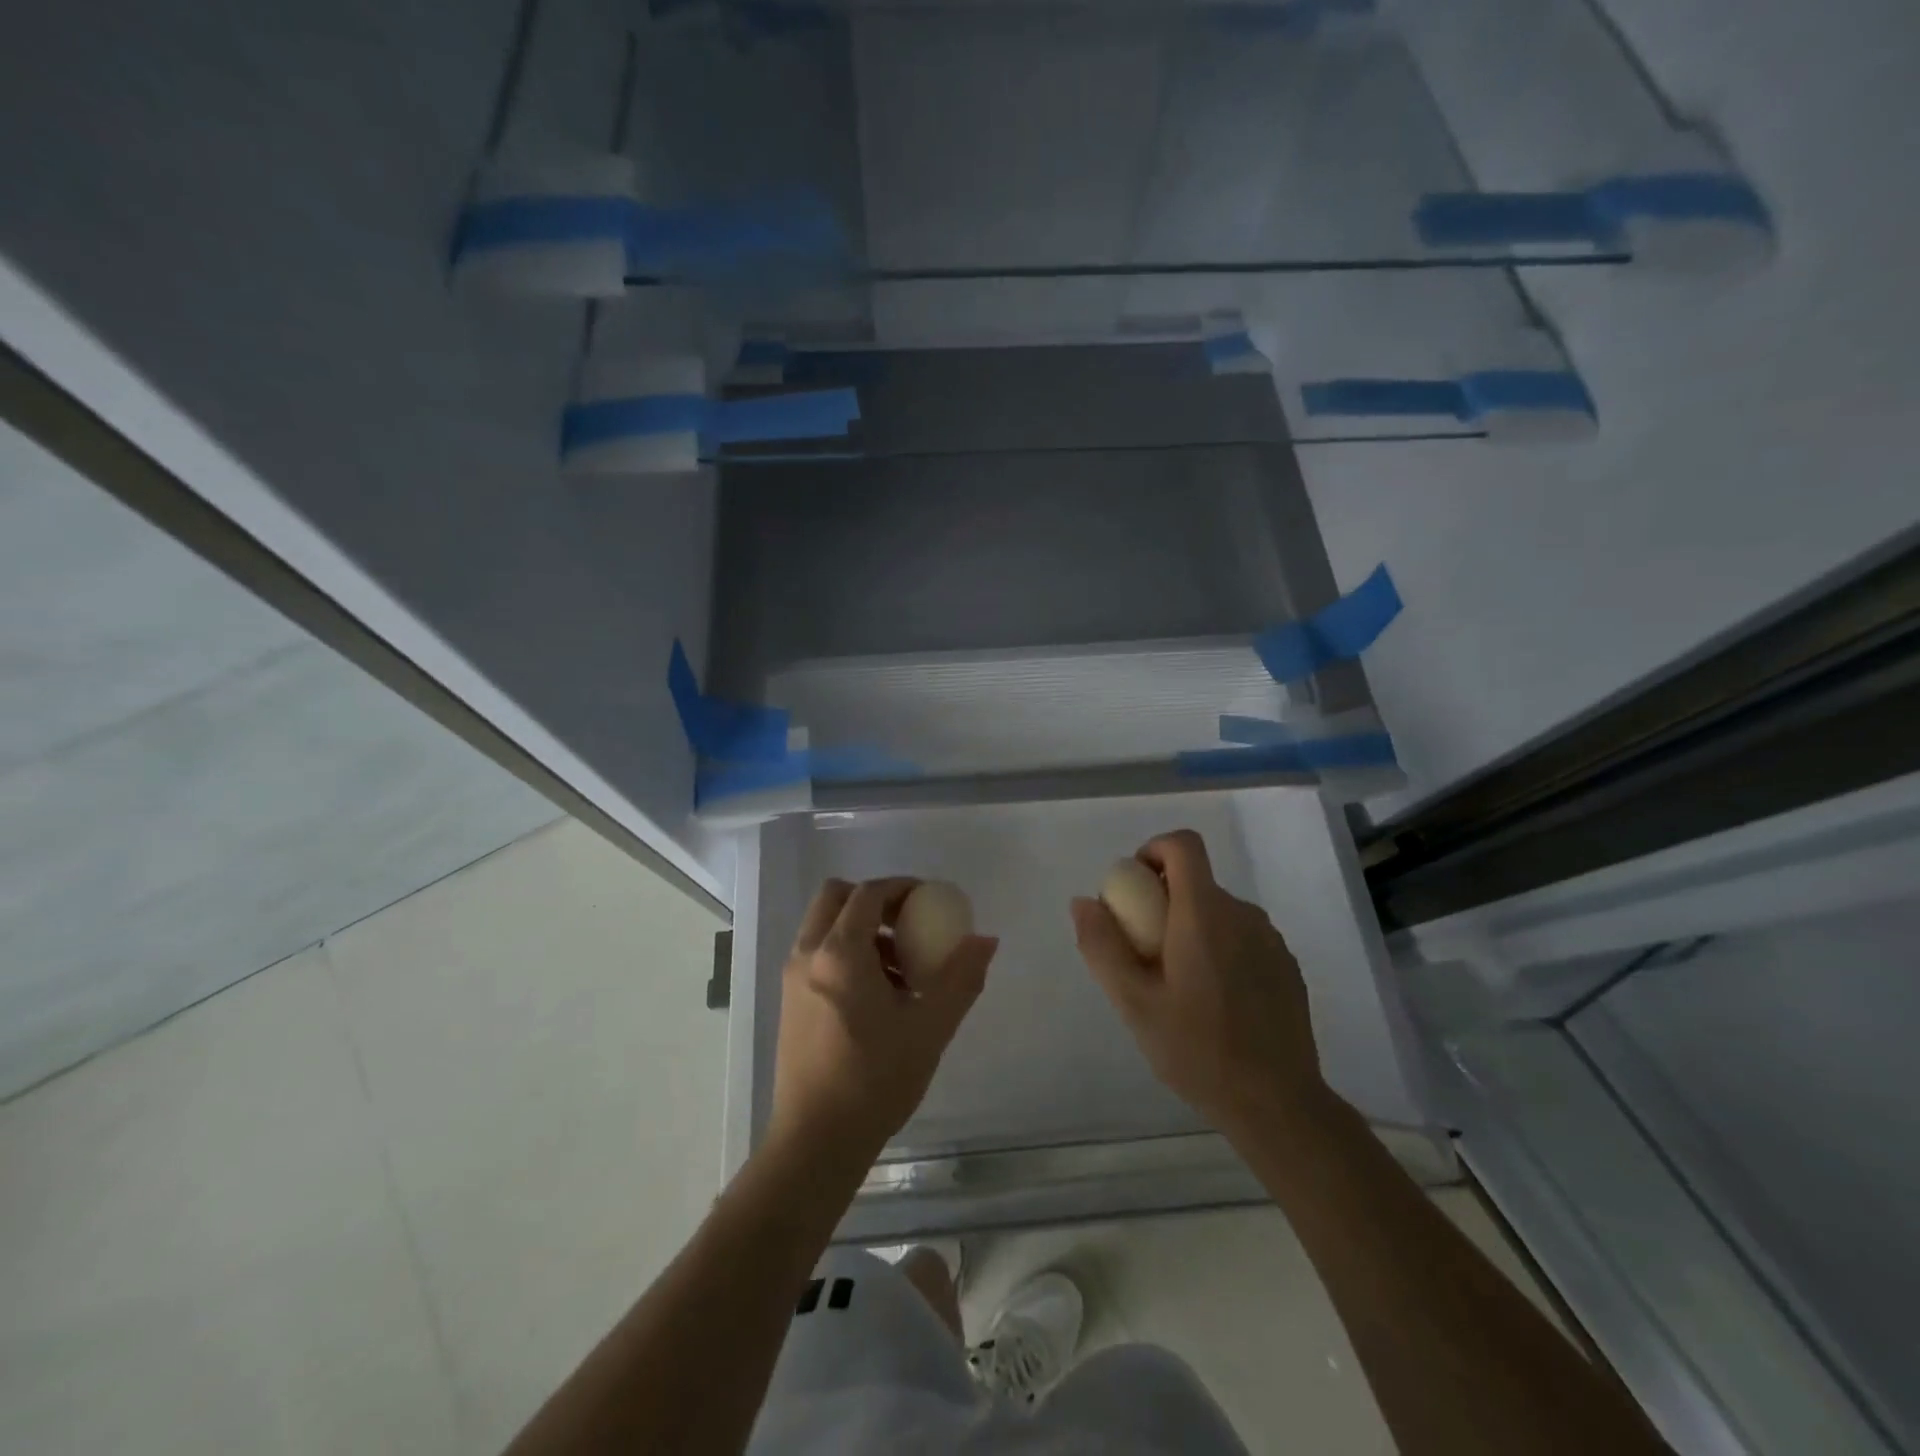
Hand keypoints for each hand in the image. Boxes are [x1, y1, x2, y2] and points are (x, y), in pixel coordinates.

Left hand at [768, 877, 997, 1169]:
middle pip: (835, 897)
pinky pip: (817, 954)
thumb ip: (961, 978)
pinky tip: (876, 995)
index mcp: (839, 953)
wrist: (816, 1141)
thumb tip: (985, 939)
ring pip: (824, 926)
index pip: (867, 893)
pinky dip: (845, 952)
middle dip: (873, 900)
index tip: (930, 899)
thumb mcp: (930, 1028)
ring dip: (859, 928)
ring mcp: (793, 979)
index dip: (901, 887)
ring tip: (899, 967)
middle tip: (908, 923)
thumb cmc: (875, 1080)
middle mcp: (808, 955)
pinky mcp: (789, 1002)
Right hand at [1071, 829, 1323, 1135]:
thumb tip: (1083, 902)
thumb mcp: (1133, 1003)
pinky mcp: (1286, 966)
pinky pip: (1242, 937)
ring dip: (1191, 927)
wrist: (1278, 1104)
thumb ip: (1102, 946)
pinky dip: (1219, 948)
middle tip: (1144, 954)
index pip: (1183, 845)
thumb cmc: (1197, 1050)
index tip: (1134, 887)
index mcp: (1204, 914)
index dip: (1153, 850)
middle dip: (1163, 902)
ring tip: (1177, 984)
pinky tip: (1214, 1001)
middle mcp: (1242, 915)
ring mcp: (1270, 940)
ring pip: (1218, 911)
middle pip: (1196, 882)